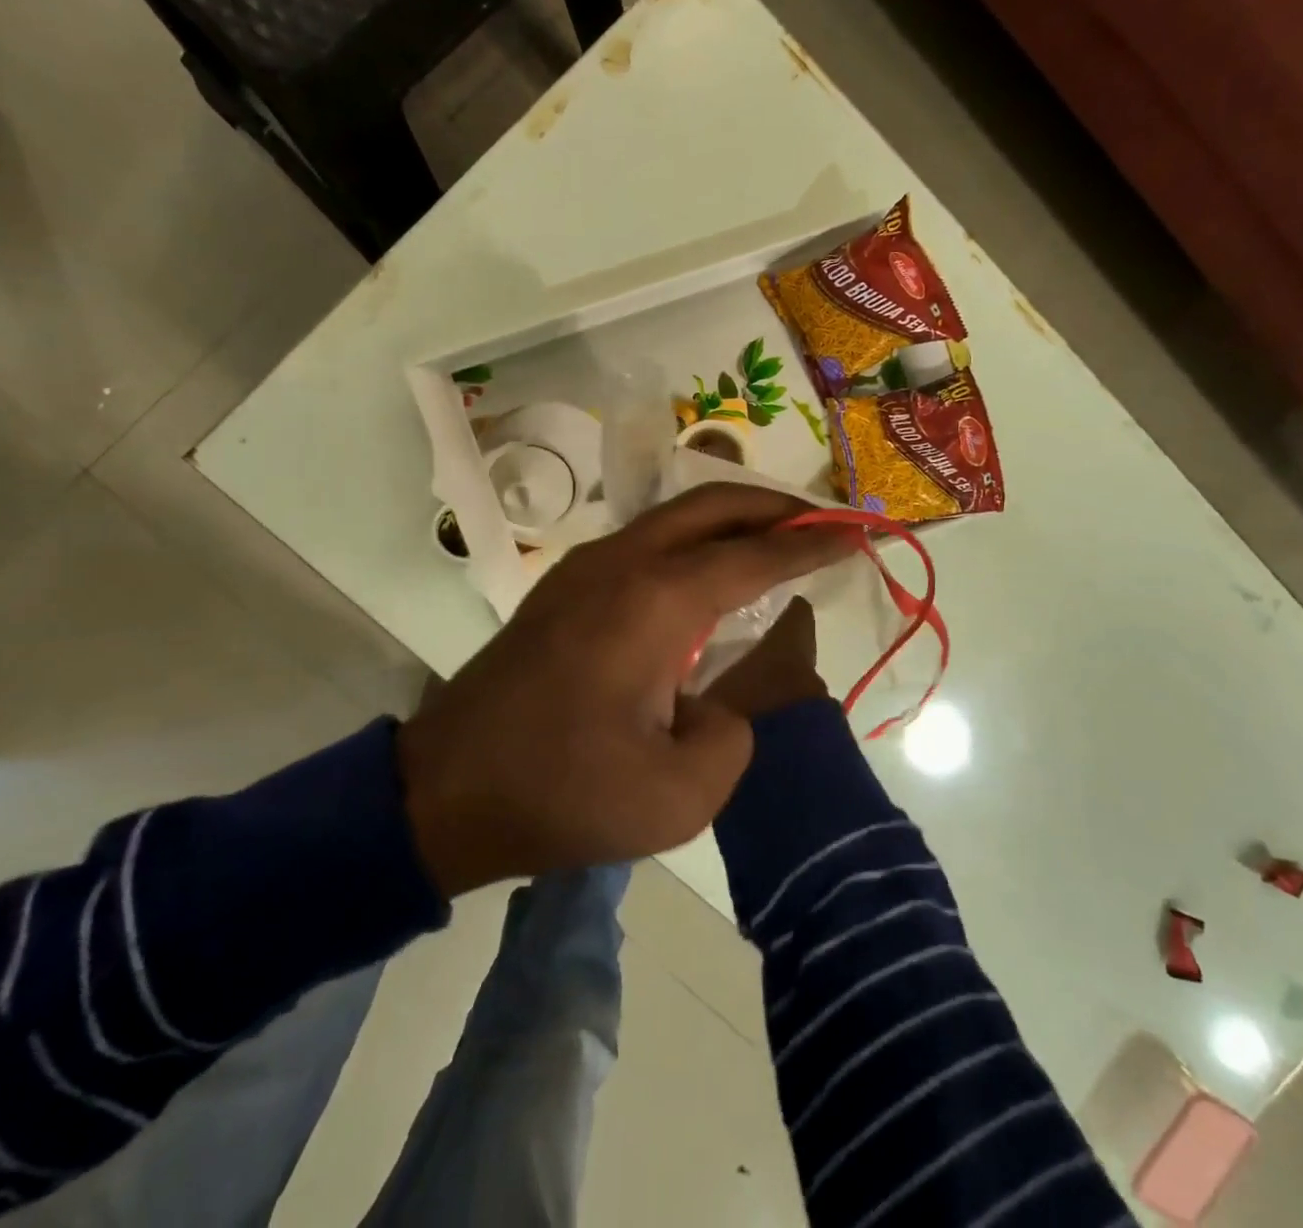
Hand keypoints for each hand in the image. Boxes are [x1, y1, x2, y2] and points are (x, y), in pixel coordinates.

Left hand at [396, 483, 857, 896]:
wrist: (444, 790)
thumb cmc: (561, 793)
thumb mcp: (676, 796)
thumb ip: (731, 735)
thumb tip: (719, 702)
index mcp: (655, 602)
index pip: (755, 556)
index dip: (813, 544)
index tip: (858, 533)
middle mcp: (621, 564)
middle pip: (712, 506)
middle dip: (774, 506)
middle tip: (823, 521)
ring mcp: (585, 569)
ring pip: (674, 517)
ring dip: (730, 519)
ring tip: (775, 541)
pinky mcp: (563, 588)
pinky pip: (645, 543)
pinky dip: (692, 542)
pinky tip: (708, 577)